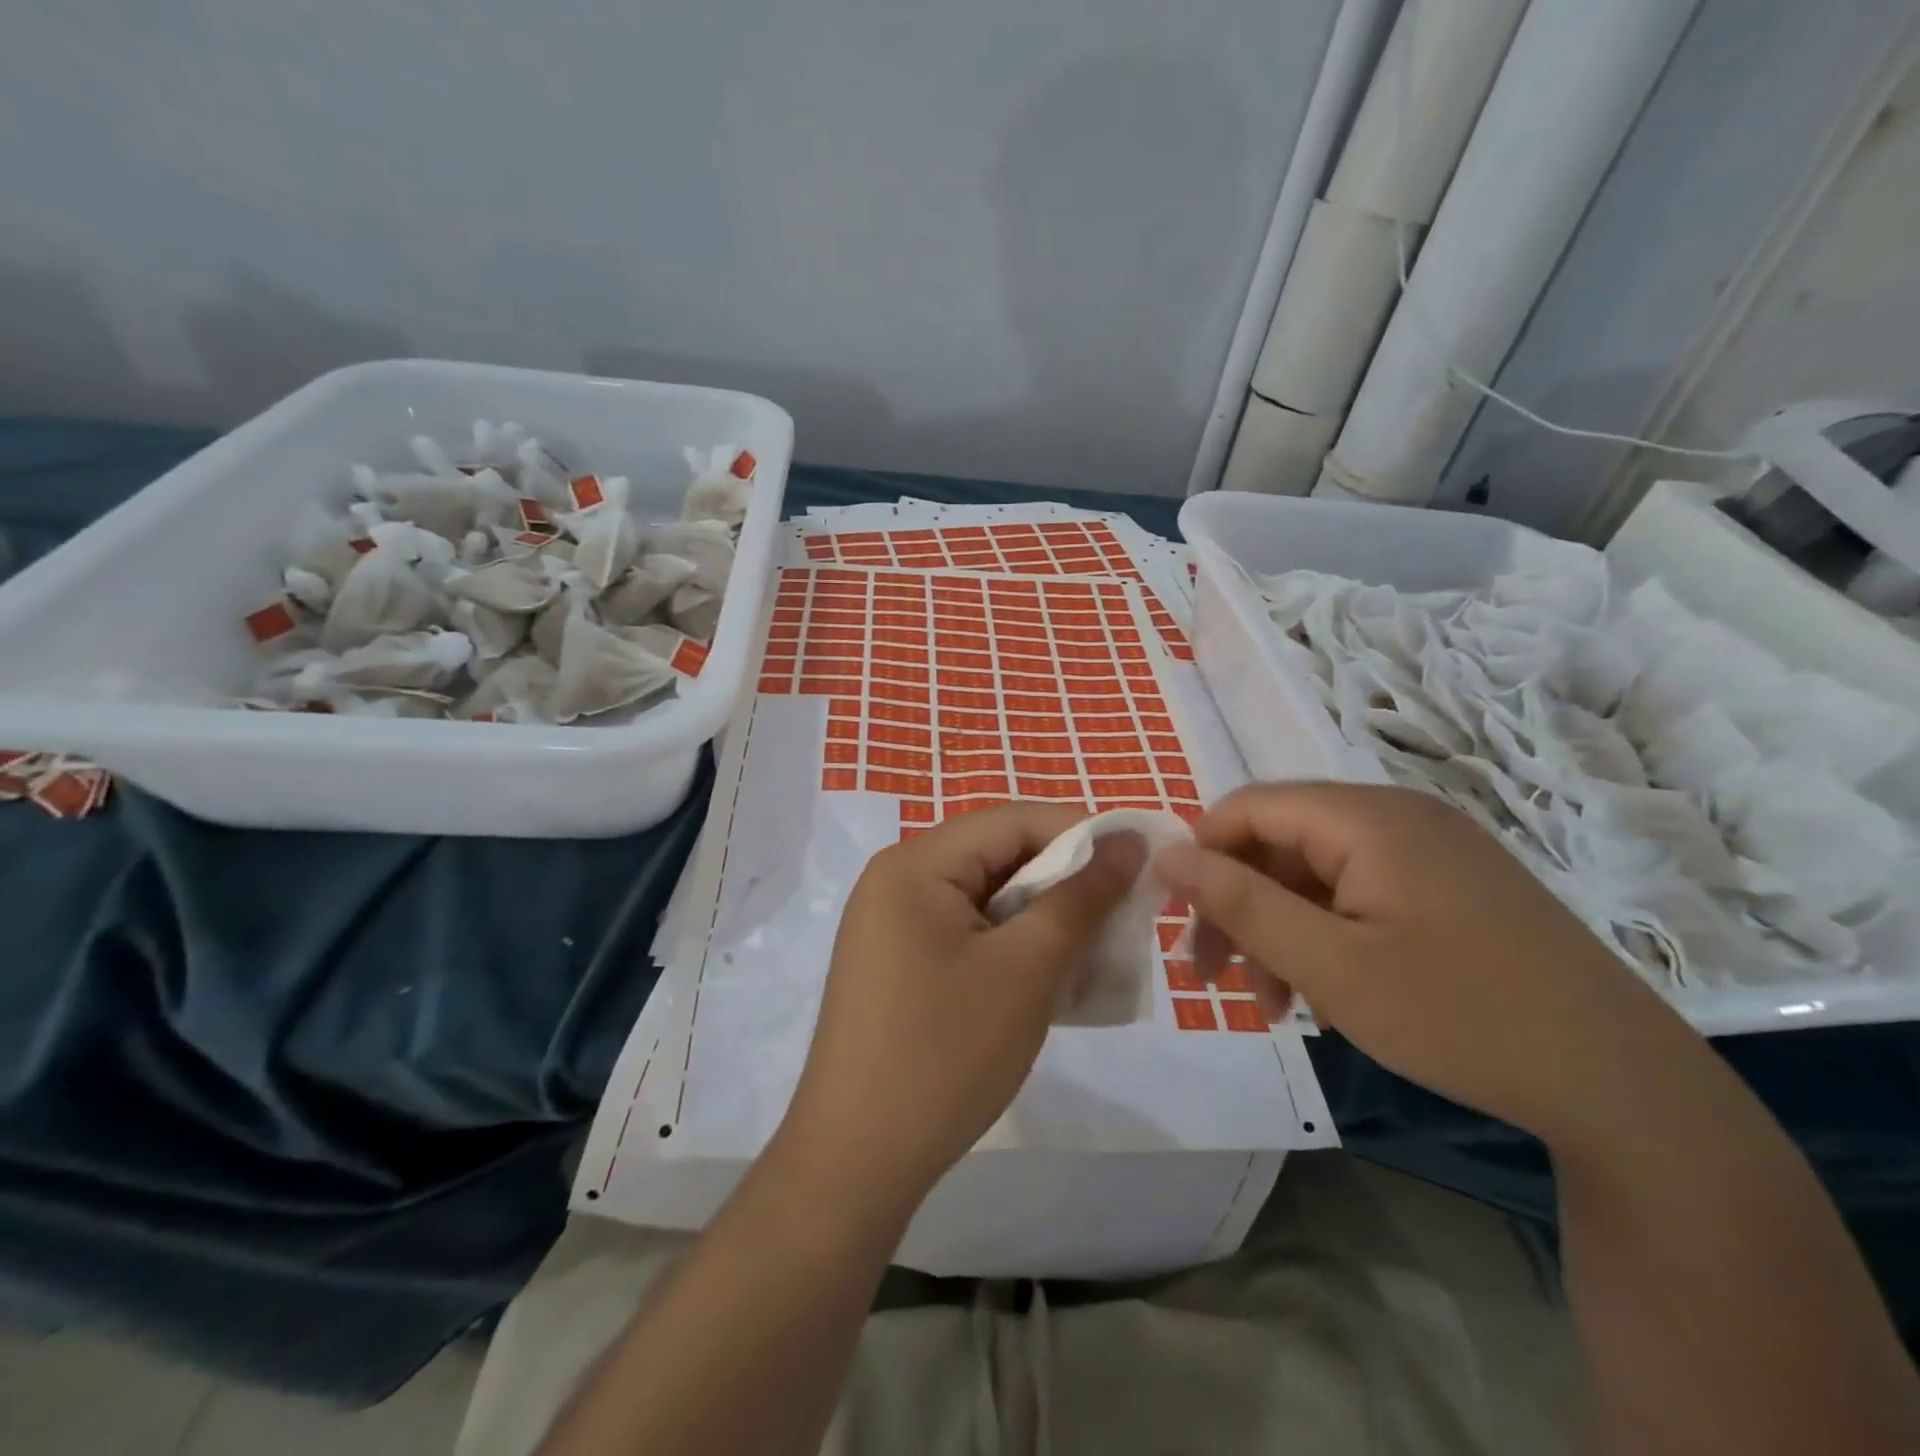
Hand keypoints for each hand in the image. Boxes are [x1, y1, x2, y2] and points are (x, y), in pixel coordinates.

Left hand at [776, 803, 1142, 1217]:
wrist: (857, 1162)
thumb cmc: (945, 1052)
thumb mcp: (1027, 969)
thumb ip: (1081, 898)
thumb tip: (1128, 843)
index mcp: (915, 863)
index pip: (1012, 820)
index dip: (1081, 832)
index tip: (1141, 860)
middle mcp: (896, 880)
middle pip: (996, 856)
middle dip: (1064, 880)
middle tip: (1124, 911)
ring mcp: (891, 925)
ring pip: (986, 898)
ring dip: (1042, 917)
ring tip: (1094, 948)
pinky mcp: (897, 964)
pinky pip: (967, 932)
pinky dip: (1011, 945)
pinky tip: (1047, 977)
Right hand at [1156, 783, 1696, 1147]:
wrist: (1623, 1086)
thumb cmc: (1459, 1016)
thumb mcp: (1329, 965)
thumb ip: (1240, 902)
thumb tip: (1166, 853)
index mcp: (1367, 818)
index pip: (1249, 807)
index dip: (1202, 855)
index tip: (1177, 919)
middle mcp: (1397, 816)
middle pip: (1280, 841)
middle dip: (1238, 905)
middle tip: (1214, 977)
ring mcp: (1431, 851)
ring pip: (1316, 874)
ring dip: (1278, 929)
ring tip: (1270, 1004)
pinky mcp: (1452, 887)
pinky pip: (1359, 893)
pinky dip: (1324, 934)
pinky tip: (1323, 993)